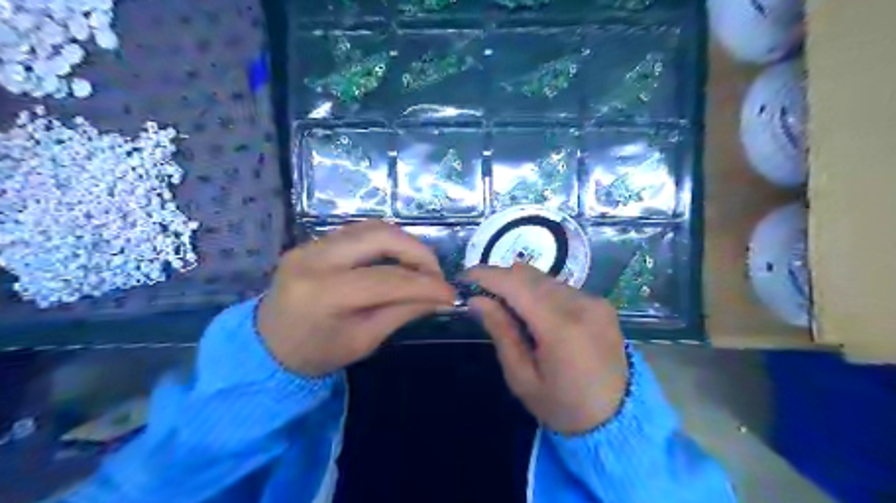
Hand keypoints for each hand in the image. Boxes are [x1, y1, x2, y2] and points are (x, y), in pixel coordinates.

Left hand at [257, 219, 455, 376]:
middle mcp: (314, 258)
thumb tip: (440, 298)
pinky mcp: (312, 241)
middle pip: (381, 237)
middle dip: (418, 252)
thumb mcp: (363, 341)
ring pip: (371, 227)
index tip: (451, 293)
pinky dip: (386, 241)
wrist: (266, 346)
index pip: (387, 280)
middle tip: (436, 273)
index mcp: (323, 294)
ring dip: (404, 243)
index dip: (426, 285)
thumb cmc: (315, 354)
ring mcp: (310, 244)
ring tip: (420, 266)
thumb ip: (402, 312)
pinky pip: (358, 231)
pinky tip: (396, 258)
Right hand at [467, 263, 624, 436]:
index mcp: (561, 327)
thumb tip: (476, 300)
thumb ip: (501, 332)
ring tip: (503, 303)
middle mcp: (581, 304)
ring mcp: (595, 301)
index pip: (517, 285)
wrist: (618, 419)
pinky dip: (539, 291)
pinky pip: (561, 287)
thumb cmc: (562, 406)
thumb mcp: (522, 378)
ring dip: (520, 284)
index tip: (464, 276)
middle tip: (480, 293)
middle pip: (530, 276)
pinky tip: (531, 310)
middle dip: (501, 278)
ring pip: (545, 278)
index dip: (487, 276)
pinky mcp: (601, 304)